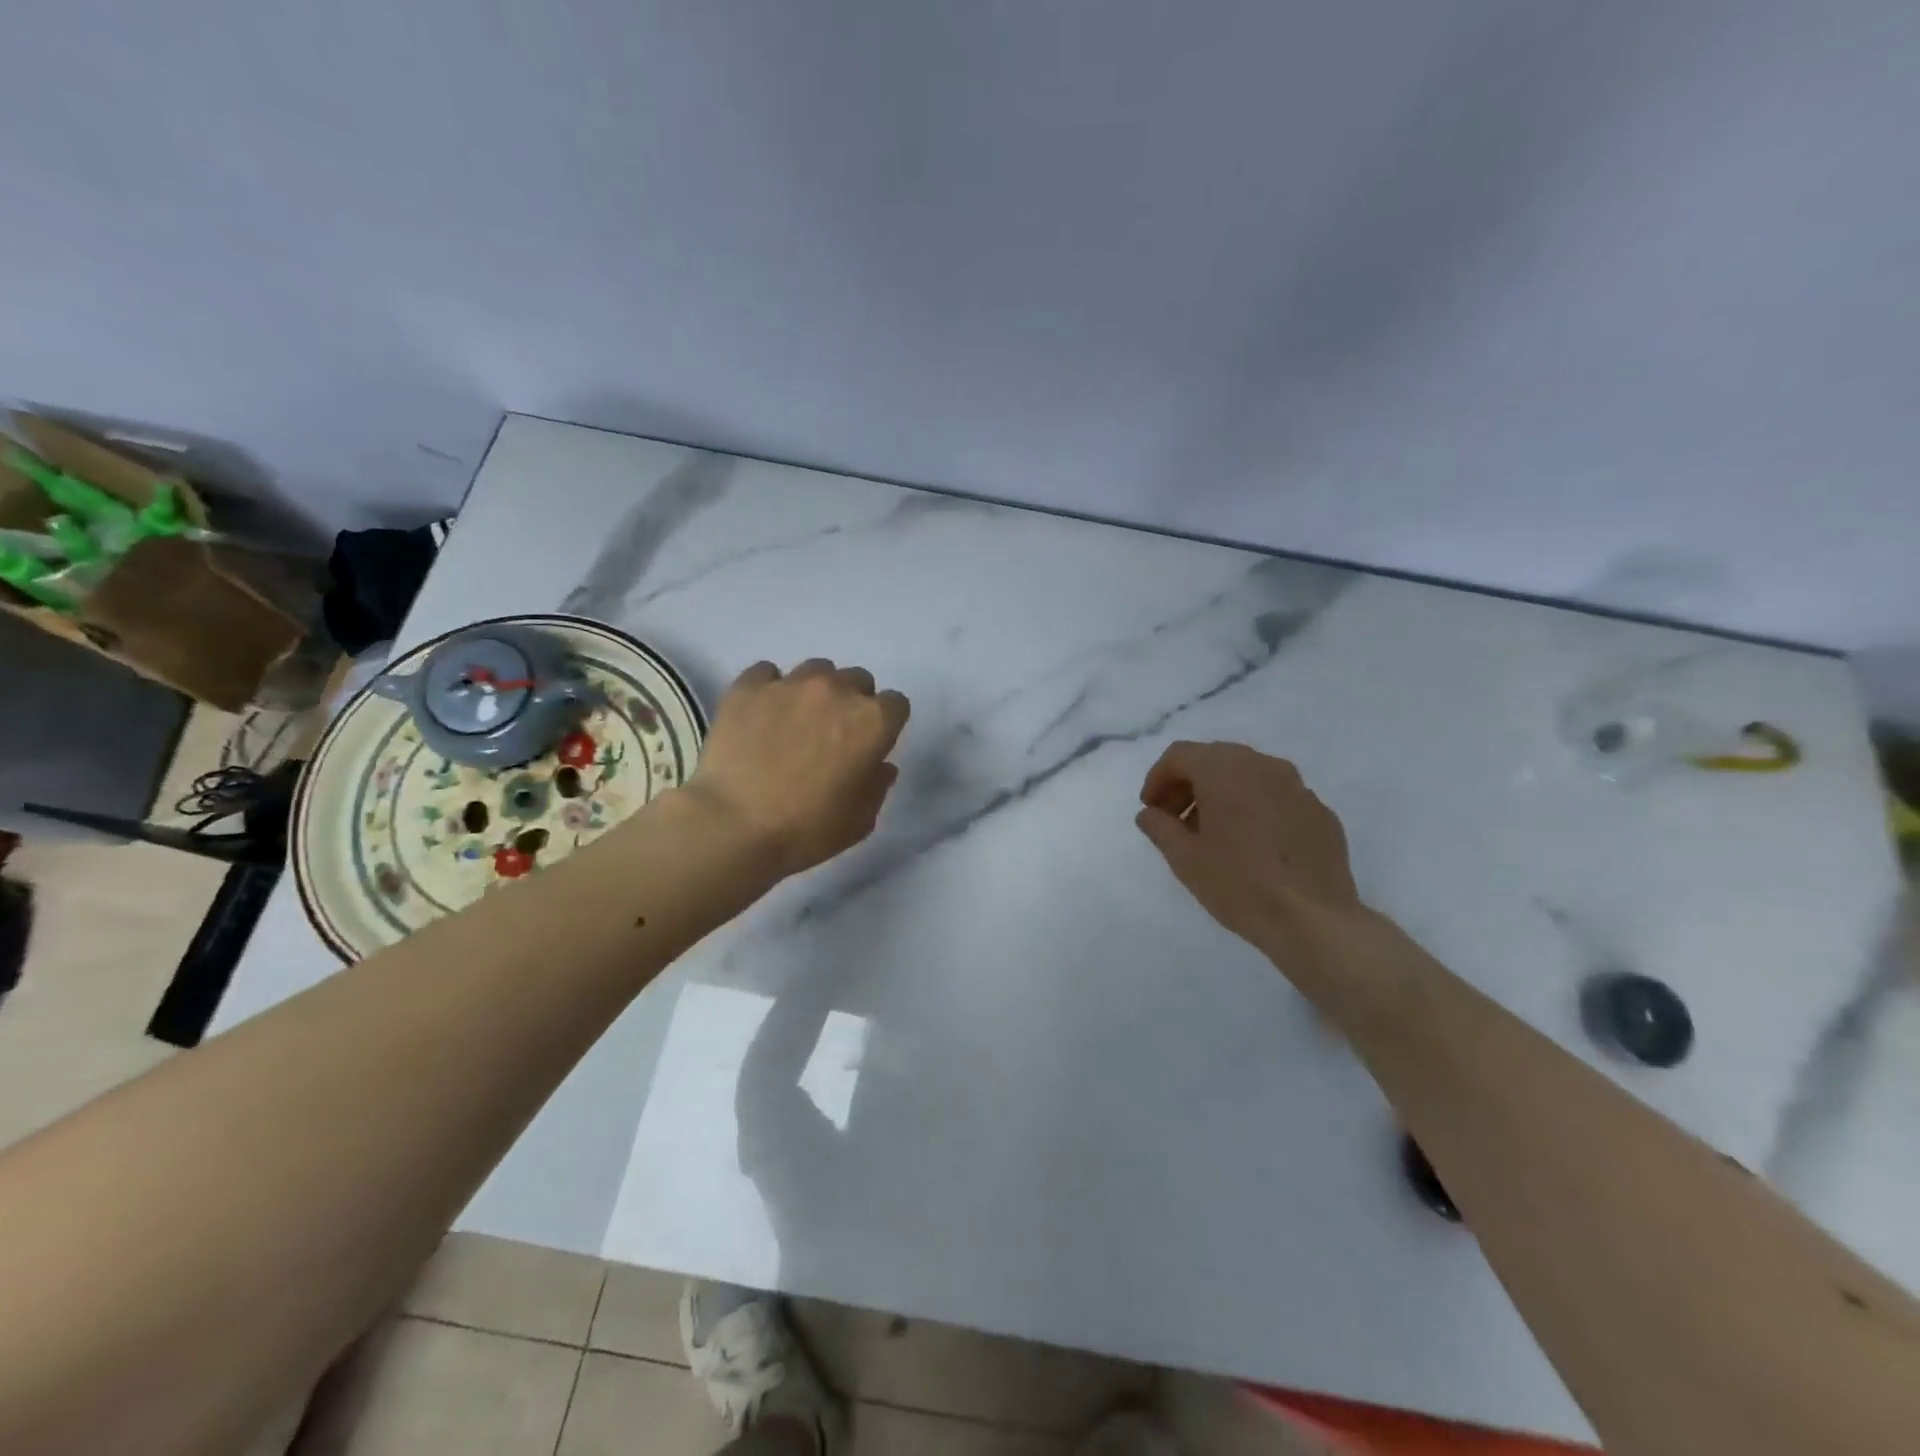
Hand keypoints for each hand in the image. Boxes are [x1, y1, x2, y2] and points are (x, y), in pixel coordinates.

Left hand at [687, 658, 910, 877]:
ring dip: (814, 691)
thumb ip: (877, 786)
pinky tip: (760, 715)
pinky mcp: (749, 686)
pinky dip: (769, 689)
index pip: (896, 704)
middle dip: (851, 702)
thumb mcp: (859, 821)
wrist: (733, 826)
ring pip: (816, 671)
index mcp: (872, 722)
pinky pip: (767, 674)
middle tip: (832, 734)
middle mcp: (837, 691)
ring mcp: (791, 684)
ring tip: (795, 720)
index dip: (884, 725)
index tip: (870, 745)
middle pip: (858, 680)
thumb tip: (879, 766)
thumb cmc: (806, 830)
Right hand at [1135, 741, 1362, 967]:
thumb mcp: (1185, 859)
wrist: (1314, 920)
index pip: (1180, 755)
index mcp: (1225, 770)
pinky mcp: (1320, 812)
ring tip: (1212, 834)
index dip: (1157, 779)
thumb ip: (1160, 827)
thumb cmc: (1239, 884)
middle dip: (1188, 784)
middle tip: (1175, 820)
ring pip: (1248, 775)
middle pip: (1215, 759)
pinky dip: (1254, 809)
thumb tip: (1150, 814)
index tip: (1151, 810)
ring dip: (1222, 794)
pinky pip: (1276, 798)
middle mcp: (1263, 766)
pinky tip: (1252, 846)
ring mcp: (1298, 787)